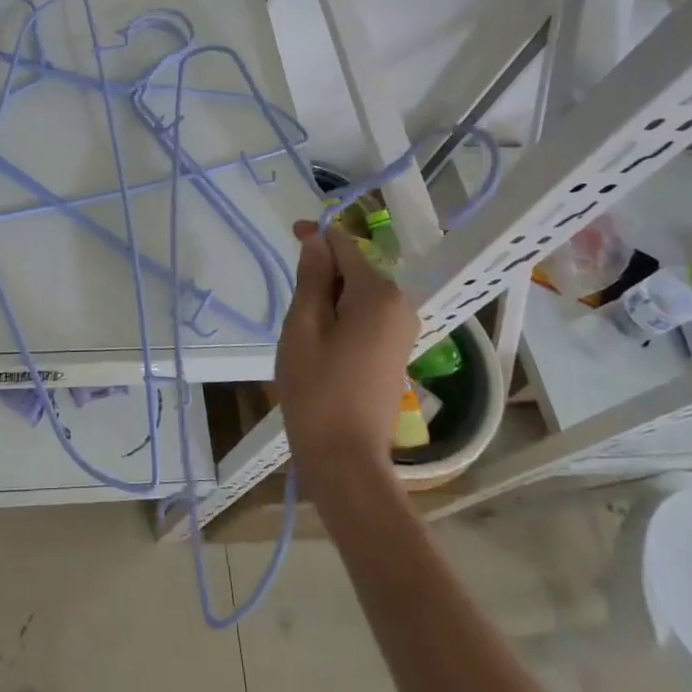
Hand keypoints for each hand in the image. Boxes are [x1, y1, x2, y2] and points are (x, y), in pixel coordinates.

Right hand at [275, 222, 418, 487]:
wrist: (345, 458)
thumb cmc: (316, 389)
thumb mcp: (302, 326)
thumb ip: (311, 277)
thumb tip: (317, 239)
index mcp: (378, 294)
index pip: (345, 246)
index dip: (316, 236)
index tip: (289, 234)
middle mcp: (400, 304)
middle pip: (354, 268)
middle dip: (322, 274)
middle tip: (292, 307)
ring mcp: (403, 329)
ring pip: (358, 292)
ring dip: (329, 297)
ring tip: (303, 329)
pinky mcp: (396, 349)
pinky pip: (366, 314)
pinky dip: (342, 315)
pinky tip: (321, 342)